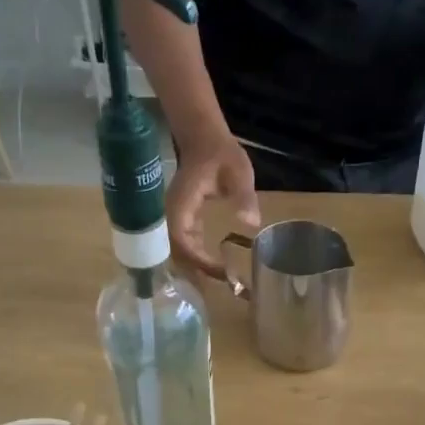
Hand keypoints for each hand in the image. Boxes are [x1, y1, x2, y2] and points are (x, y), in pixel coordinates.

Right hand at [166, 134, 258, 277]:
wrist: (204, 138)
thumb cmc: (221, 154)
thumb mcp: (238, 172)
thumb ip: (244, 196)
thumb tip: (250, 223)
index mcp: (182, 206)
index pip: (183, 241)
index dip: (199, 260)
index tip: (222, 272)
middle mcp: (173, 215)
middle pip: (178, 253)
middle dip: (197, 272)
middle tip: (224, 286)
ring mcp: (176, 217)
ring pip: (180, 251)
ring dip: (197, 268)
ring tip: (221, 282)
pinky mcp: (183, 219)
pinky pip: (186, 244)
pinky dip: (198, 257)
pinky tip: (216, 268)